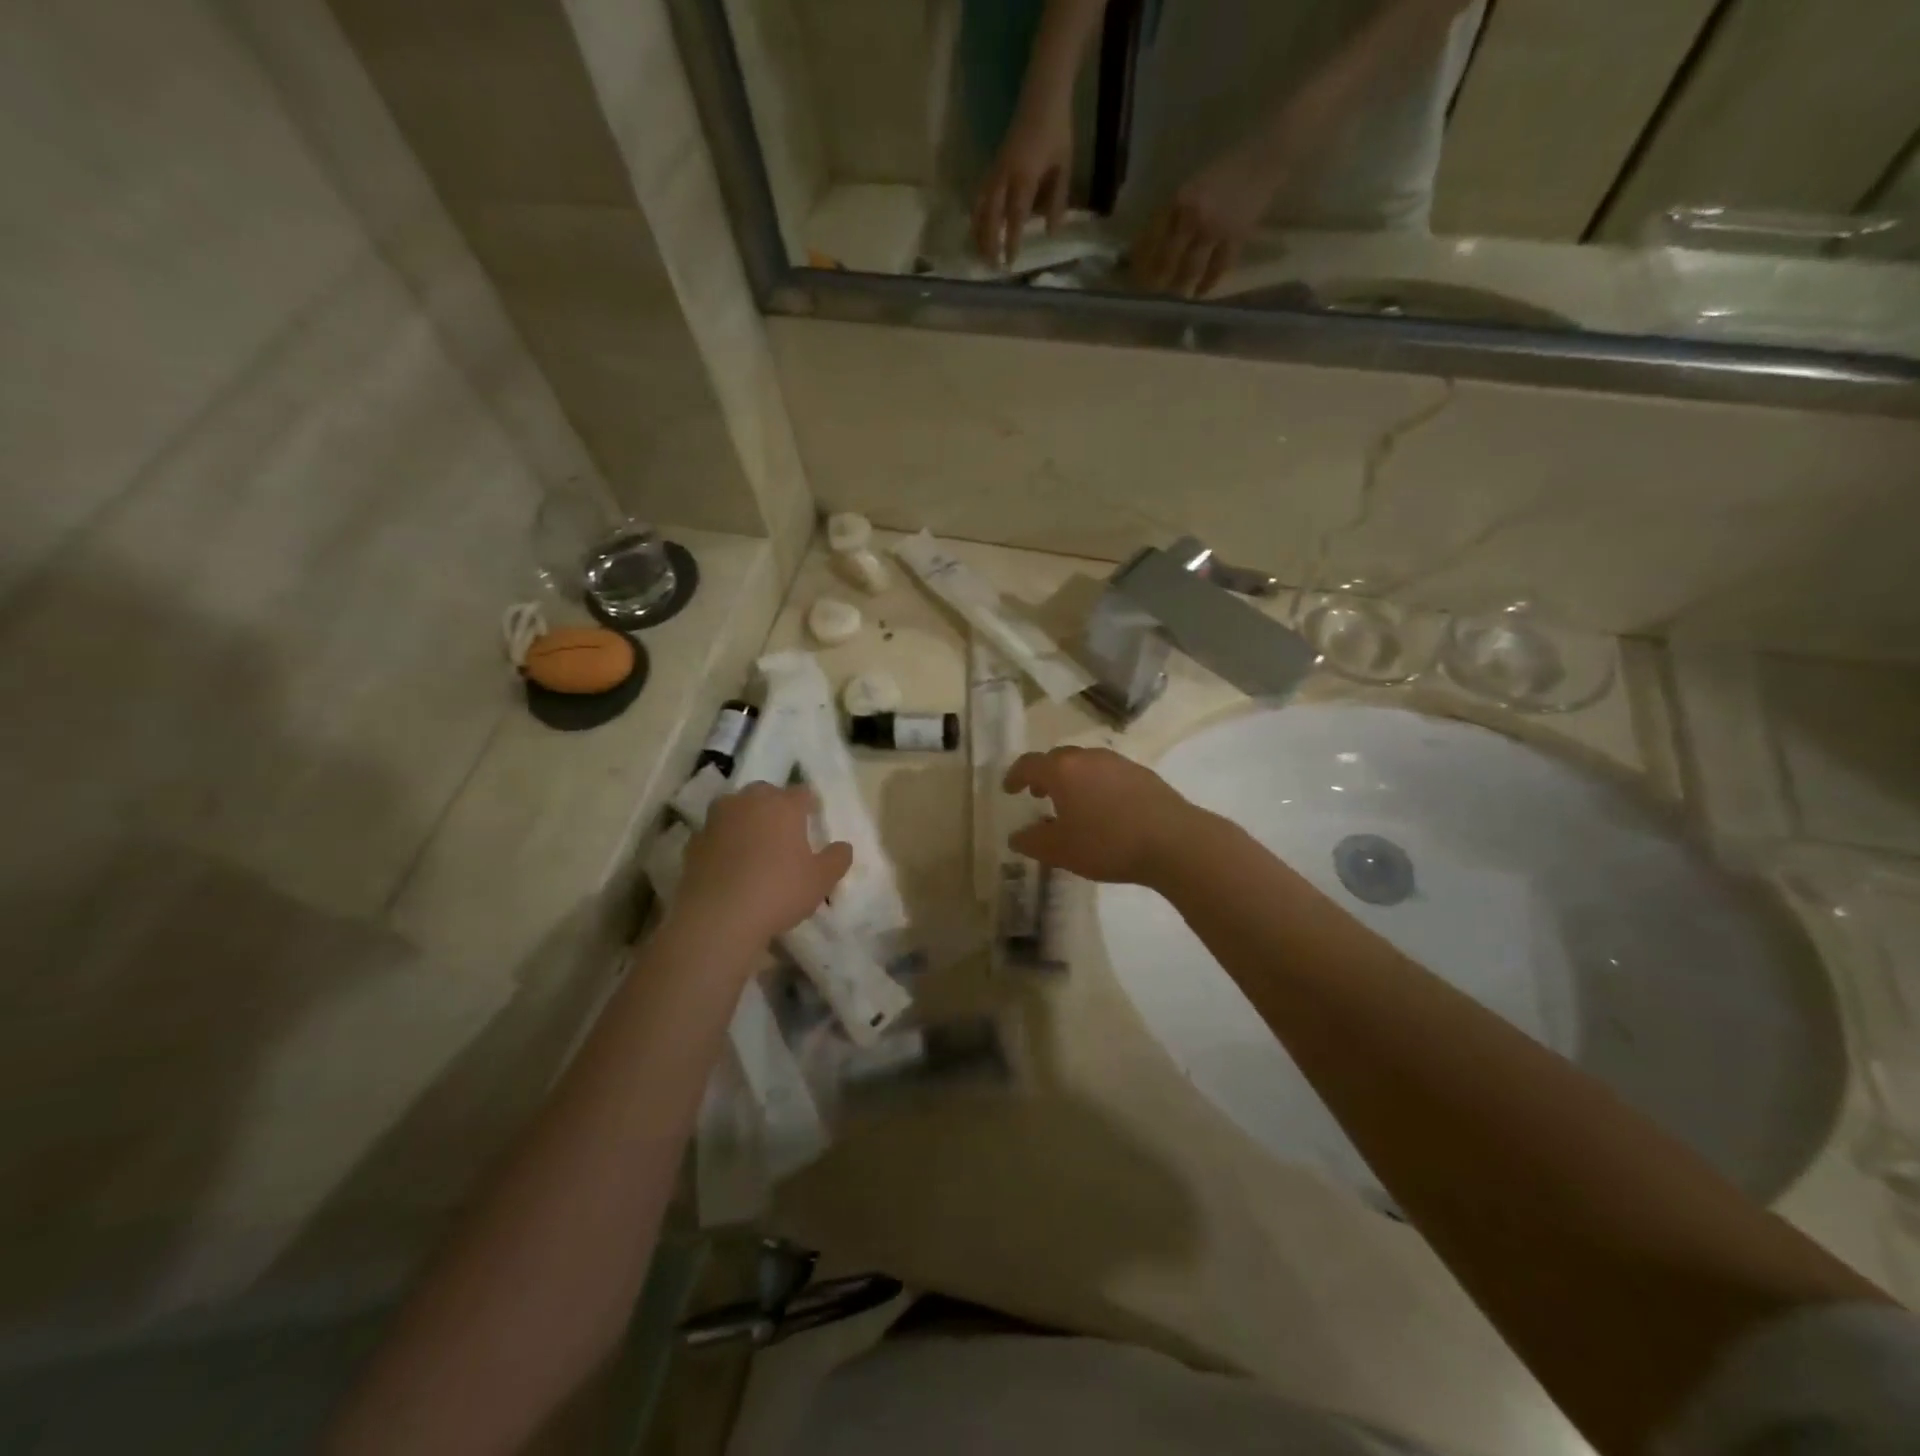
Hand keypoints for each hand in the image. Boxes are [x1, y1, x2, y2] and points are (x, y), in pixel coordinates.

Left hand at [675, 784, 852, 946]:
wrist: (718, 917)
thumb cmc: (779, 891)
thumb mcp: (821, 880)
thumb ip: (837, 859)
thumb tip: (843, 846)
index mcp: (783, 804)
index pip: (802, 792)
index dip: (810, 804)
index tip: (813, 819)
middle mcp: (749, 802)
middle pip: (765, 793)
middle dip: (775, 805)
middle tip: (784, 831)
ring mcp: (716, 819)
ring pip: (735, 808)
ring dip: (745, 819)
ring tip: (754, 844)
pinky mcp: (693, 841)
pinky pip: (715, 833)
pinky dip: (723, 842)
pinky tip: (729, 864)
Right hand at [973, 99, 1073, 267]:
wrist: (1043, 94)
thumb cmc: (1057, 130)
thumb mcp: (1063, 167)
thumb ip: (1058, 200)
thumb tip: (1051, 232)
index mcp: (1024, 176)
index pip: (1015, 216)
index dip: (1011, 240)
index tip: (1010, 262)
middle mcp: (1005, 175)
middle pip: (990, 216)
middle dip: (989, 242)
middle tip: (991, 266)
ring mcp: (996, 169)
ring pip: (980, 207)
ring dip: (978, 232)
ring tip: (979, 254)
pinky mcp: (993, 166)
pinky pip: (980, 195)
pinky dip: (977, 215)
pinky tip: (977, 230)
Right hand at [1003, 747, 1202, 886]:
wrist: (1173, 841)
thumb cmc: (1107, 844)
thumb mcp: (1061, 851)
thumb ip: (1033, 842)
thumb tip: (1016, 836)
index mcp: (1062, 771)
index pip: (1029, 764)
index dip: (1015, 776)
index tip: (1009, 789)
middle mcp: (1088, 757)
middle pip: (1058, 759)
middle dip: (1044, 775)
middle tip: (1039, 795)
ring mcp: (1118, 762)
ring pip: (1086, 764)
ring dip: (1073, 779)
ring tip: (1073, 804)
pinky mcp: (1142, 773)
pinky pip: (1109, 773)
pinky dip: (1097, 784)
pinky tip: (1105, 809)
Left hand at [1129, 144, 1282, 296]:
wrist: (1265, 156)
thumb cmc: (1226, 169)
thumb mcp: (1192, 186)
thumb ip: (1173, 213)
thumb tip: (1150, 245)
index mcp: (1178, 200)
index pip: (1151, 239)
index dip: (1141, 262)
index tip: (1134, 277)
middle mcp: (1192, 216)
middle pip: (1167, 260)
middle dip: (1156, 281)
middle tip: (1151, 294)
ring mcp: (1214, 229)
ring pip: (1190, 269)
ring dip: (1180, 287)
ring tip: (1174, 297)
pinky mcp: (1235, 238)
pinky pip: (1218, 268)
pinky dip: (1207, 283)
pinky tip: (1199, 294)